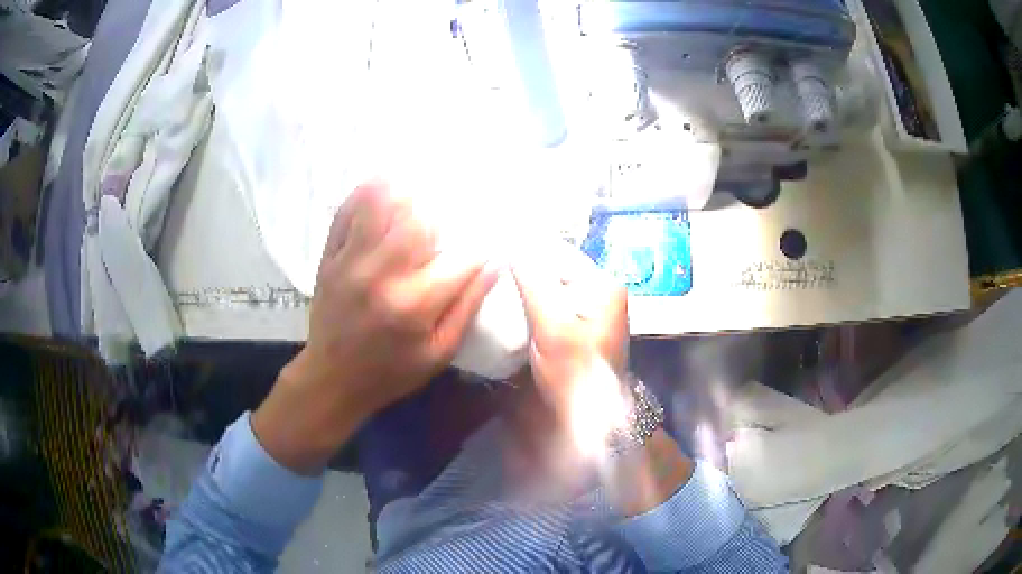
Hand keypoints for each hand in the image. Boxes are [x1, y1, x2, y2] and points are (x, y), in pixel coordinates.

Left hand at [253, 180, 497, 473]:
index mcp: (415, 304)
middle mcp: (382, 275)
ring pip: (379, 207)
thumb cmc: (391, 371)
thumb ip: (467, 307)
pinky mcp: (330, 258)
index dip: (480, 247)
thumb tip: (493, 264)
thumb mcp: (438, 353)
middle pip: (417, 220)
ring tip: (418, 180)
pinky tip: (381, 183)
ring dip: (403, 189)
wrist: (333, 378)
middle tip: (451, 201)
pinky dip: (364, 194)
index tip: (487, 242)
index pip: (460, 258)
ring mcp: (351, 262)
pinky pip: (346, 215)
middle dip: (441, 207)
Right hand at [513, 245, 691, 514]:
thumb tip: (511, 244)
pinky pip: (545, 306)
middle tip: (483, 264)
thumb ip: (534, 283)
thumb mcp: (554, 326)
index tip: (489, 246)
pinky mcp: (571, 329)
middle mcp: (598, 293)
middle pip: (552, 269)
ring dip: (520, 287)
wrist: (585, 421)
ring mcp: (585, 312)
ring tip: (486, 282)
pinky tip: (502, 305)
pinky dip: (526, 304)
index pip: (558, 252)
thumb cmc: (576, 373)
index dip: (525, 248)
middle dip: (520, 268)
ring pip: (546, 288)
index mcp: (603, 286)